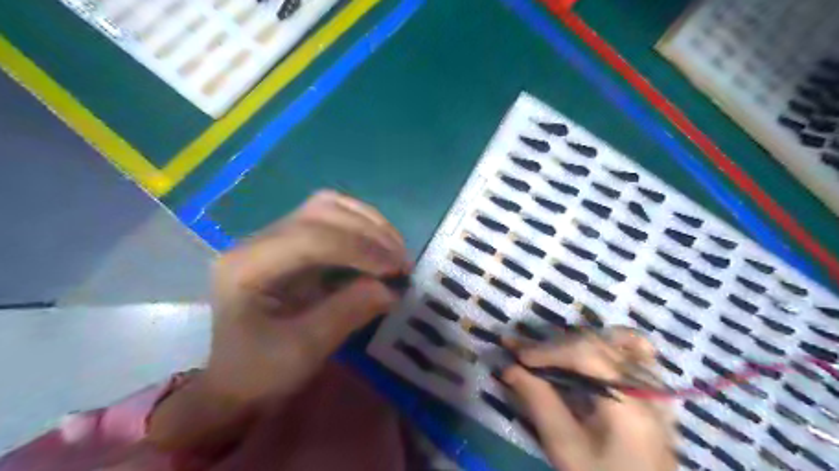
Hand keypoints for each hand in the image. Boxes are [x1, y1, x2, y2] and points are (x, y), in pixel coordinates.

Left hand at [204, 190, 411, 402]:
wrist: (234, 379)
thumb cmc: (260, 371)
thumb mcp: (303, 351)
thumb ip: (346, 314)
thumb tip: (391, 289)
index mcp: (247, 265)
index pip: (310, 238)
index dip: (358, 248)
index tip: (395, 269)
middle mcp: (258, 240)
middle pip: (321, 213)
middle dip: (368, 234)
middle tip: (401, 261)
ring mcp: (275, 236)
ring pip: (327, 206)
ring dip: (368, 223)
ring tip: (396, 249)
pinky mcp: (292, 241)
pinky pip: (331, 217)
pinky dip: (362, 225)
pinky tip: (381, 243)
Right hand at [505, 327, 672, 470]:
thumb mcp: (565, 446)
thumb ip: (539, 401)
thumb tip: (509, 367)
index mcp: (628, 403)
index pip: (586, 355)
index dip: (548, 350)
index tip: (517, 356)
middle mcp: (647, 386)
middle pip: (595, 343)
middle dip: (553, 344)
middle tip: (519, 347)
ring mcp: (656, 384)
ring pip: (614, 339)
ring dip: (577, 341)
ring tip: (549, 351)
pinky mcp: (655, 388)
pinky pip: (637, 349)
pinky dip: (609, 342)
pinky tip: (589, 348)